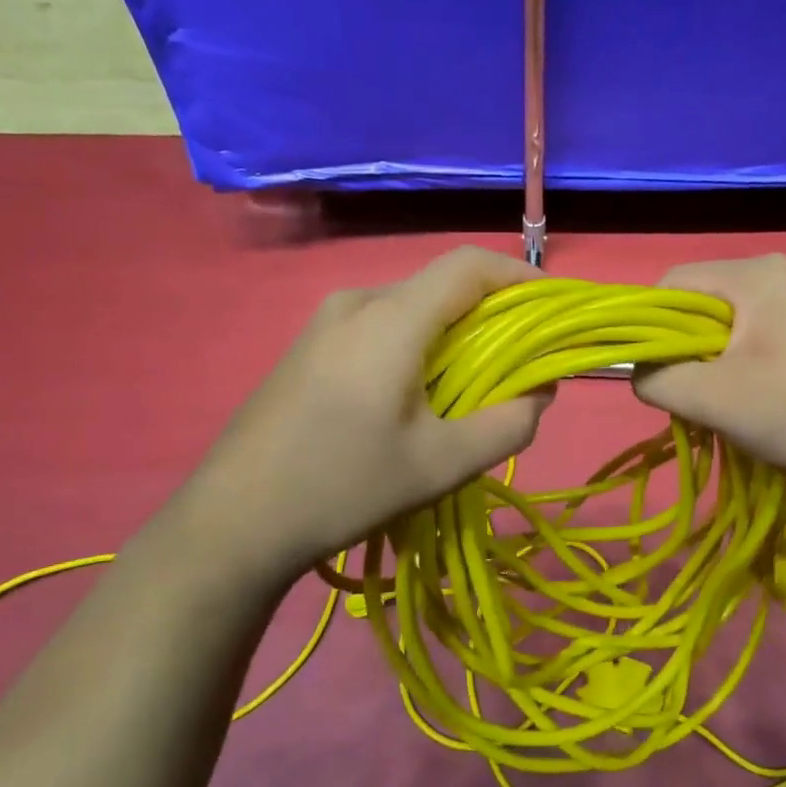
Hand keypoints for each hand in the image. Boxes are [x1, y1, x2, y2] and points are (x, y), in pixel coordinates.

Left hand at [178, 247, 551, 586]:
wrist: (233, 521)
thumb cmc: (344, 486)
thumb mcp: (442, 465)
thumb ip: (508, 425)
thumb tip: (541, 393)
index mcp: (390, 318)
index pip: (469, 265)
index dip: (519, 276)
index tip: (552, 309)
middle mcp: (356, 302)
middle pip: (441, 286)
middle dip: (492, 316)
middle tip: (521, 364)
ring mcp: (324, 323)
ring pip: (412, 309)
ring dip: (454, 336)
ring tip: (473, 388)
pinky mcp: (308, 348)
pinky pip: (381, 328)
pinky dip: (419, 347)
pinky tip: (418, 398)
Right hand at [633, 255, 785, 500]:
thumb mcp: (712, 399)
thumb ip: (657, 379)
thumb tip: (642, 372)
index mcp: (756, 273)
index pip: (673, 284)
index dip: (649, 327)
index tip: (657, 375)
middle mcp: (781, 271)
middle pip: (702, 303)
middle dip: (685, 349)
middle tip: (695, 395)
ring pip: (730, 323)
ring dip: (714, 362)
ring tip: (728, 402)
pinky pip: (760, 334)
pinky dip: (744, 363)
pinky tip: (760, 397)